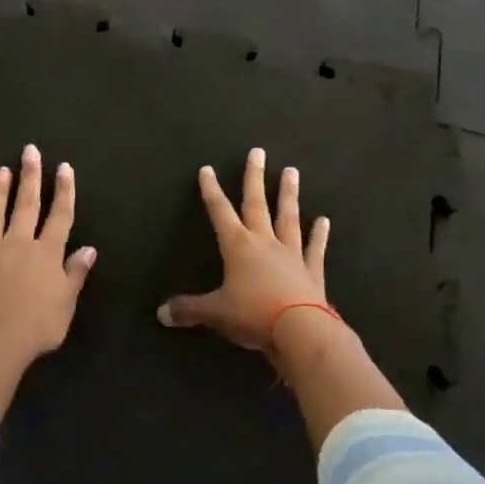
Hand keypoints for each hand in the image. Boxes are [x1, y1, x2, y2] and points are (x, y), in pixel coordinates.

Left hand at [0, 145, 96, 415]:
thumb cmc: (36, 327)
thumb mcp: (66, 303)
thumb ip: (75, 273)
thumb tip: (89, 248)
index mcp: (45, 253)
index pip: (59, 216)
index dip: (64, 191)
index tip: (64, 167)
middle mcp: (17, 244)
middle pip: (26, 205)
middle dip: (30, 177)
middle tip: (30, 151)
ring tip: (2, 171)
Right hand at [157, 148, 330, 351]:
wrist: (300, 331)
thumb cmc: (253, 315)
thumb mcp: (215, 313)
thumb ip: (188, 310)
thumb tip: (160, 314)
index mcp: (238, 247)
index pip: (220, 212)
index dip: (211, 191)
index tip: (207, 169)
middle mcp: (264, 242)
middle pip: (257, 204)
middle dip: (254, 177)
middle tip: (258, 152)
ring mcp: (291, 254)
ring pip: (288, 217)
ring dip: (288, 194)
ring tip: (292, 171)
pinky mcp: (312, 271)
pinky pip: (314, 248)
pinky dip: (319, 235)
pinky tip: (324, 220)